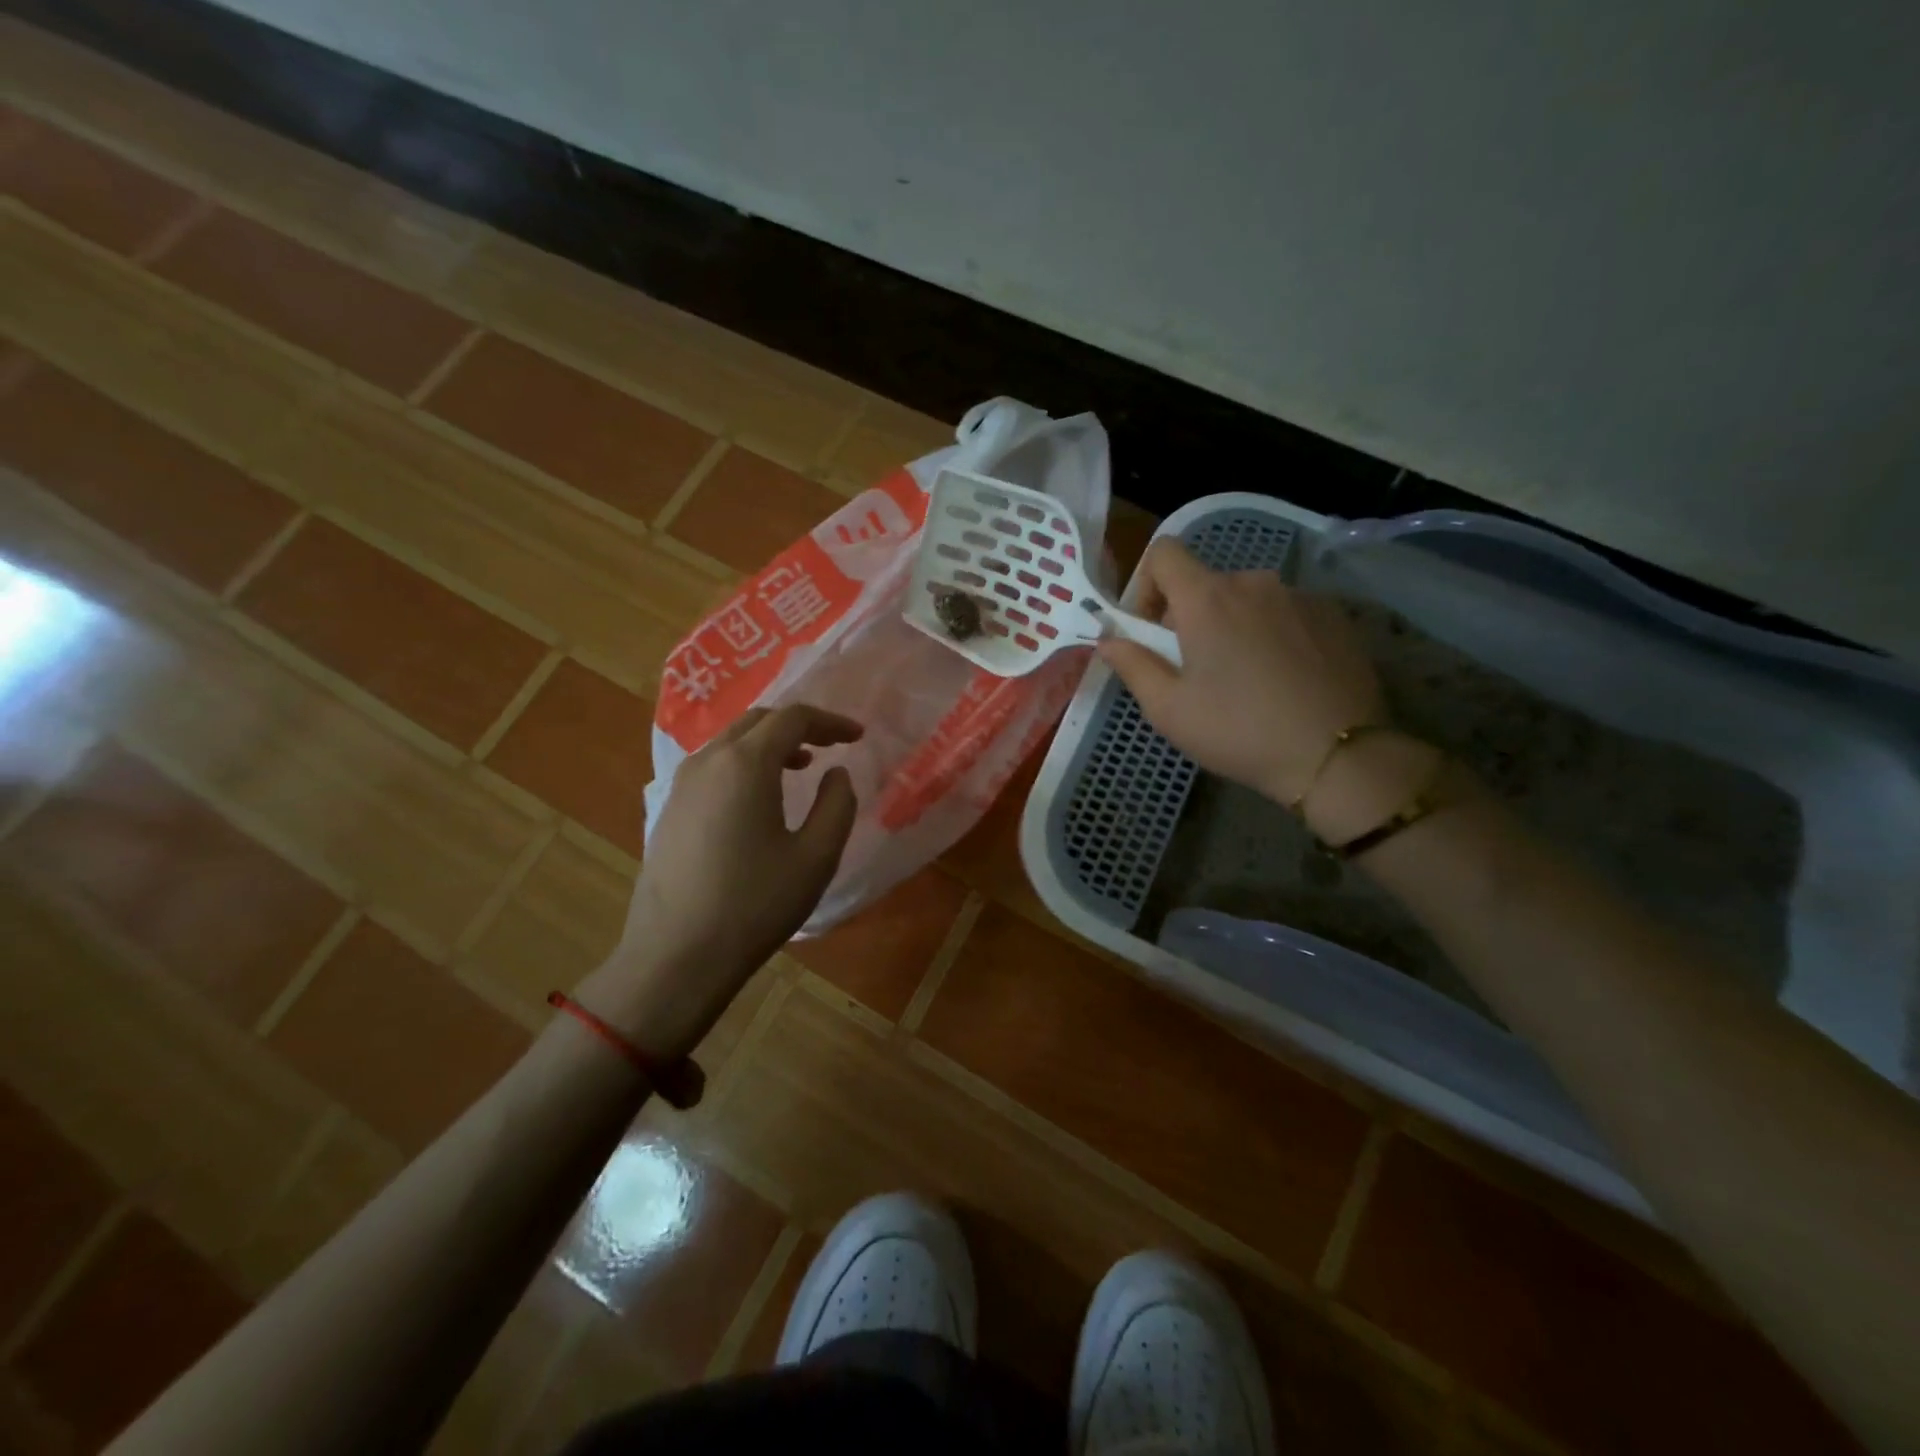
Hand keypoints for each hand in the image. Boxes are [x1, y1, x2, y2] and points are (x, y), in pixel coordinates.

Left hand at [593, 704, 861, 1059]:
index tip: (857, 737)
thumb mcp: (816, 857)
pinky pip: (713, 766)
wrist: (676, 956)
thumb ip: (837, 805)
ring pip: (731, 742)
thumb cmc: (755, 904)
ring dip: (770, 744)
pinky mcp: (669, 809)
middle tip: (831, 745)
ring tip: (800, 766)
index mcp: (746, 764)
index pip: (792, 718)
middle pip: (758, 721)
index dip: (830, 721)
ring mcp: (681, 785)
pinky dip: (744, 764)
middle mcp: (708, 761)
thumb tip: (836, 773)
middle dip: (799, 726)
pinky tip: (758, 798)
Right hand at [1097, 539, 1386, 805]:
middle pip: (1205, 582)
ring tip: (1242, 679)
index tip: (1150, 630)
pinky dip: (1270, 634)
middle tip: (1193, 670)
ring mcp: (1299, 596)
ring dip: (1231, 625)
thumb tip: (1108, 639)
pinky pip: (1284, 612)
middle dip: (1188, 617)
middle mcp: (1254, 582)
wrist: (1338, 756)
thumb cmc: (1238, 731)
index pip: (1164, 552)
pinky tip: (1281, 679)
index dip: (1146, 584)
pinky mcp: (1334, 616)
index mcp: (1207, 598)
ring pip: (1246, 599)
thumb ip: (1132, 665)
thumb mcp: (1168, 709)